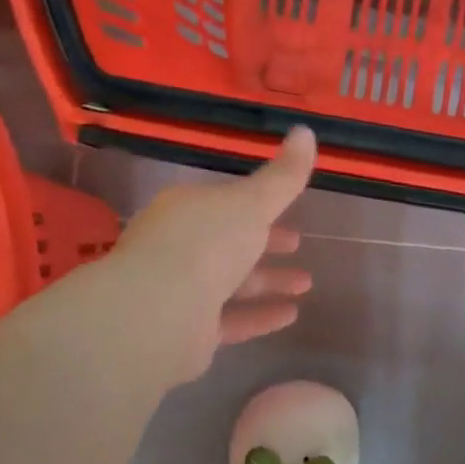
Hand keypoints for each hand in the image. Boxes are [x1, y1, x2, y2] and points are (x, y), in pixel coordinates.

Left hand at [108, 128, 317, 382]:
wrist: (157, 313)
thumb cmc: (206, 244)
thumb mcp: (252, 202)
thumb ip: (283, 176)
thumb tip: (306, 131)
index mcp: (187, 210)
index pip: (226, 204)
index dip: (260, 206)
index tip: (291, 212)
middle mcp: (179, 247)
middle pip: (228, 242)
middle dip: (266, 244)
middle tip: (299, 246)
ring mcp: (180, 291)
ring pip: (231, 283)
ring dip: (269, 281)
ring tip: (307, 285)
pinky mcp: (187, 332)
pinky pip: (230, 320)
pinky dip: (259, 316)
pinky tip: (291, 315)